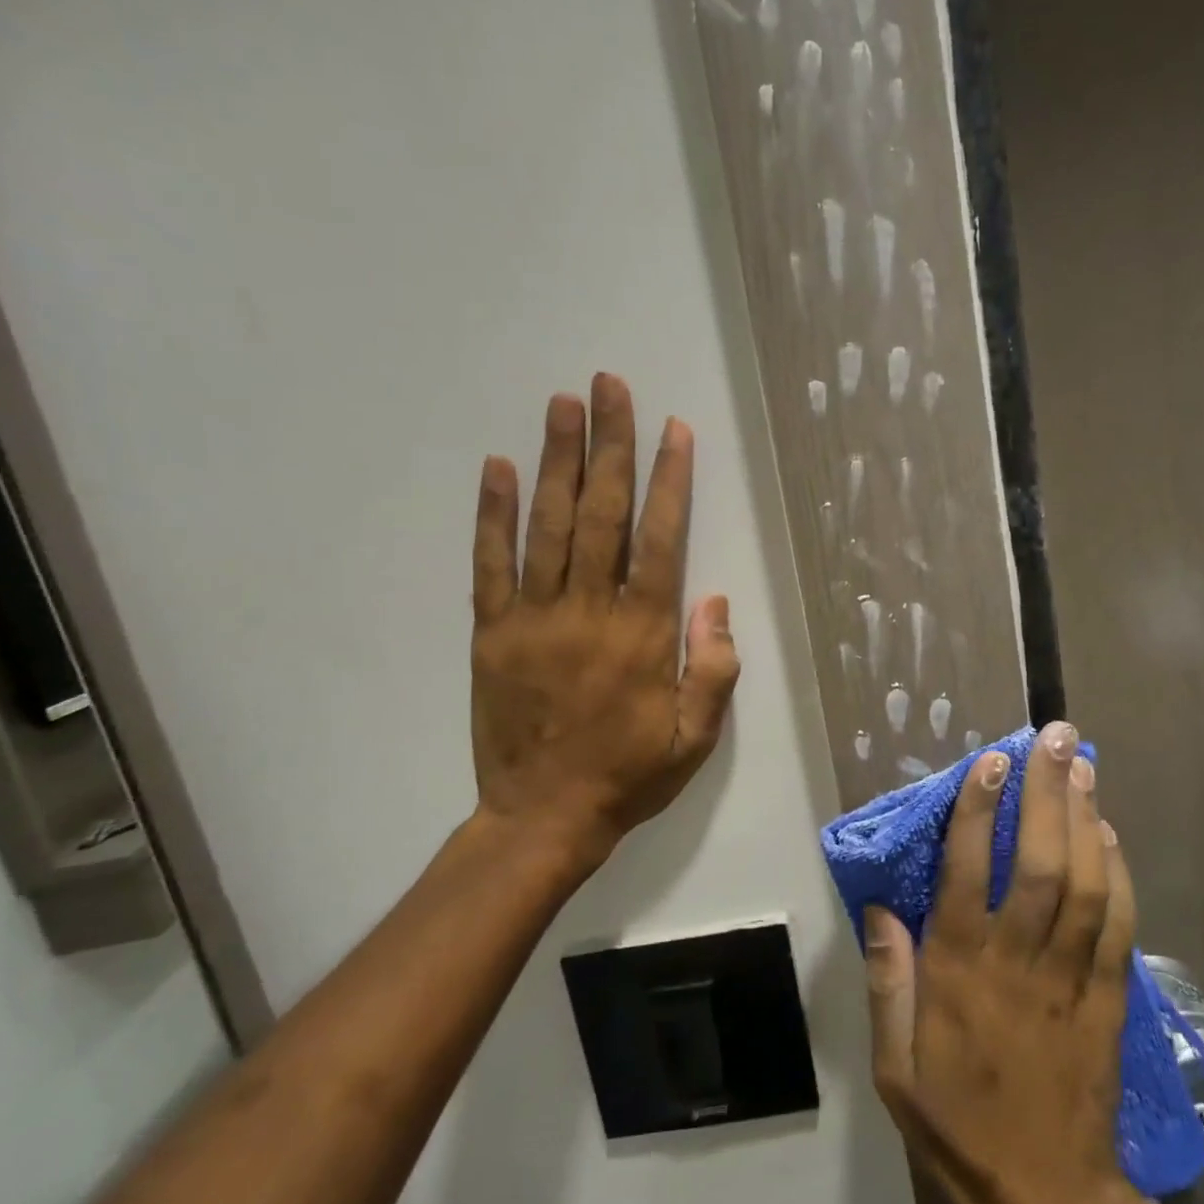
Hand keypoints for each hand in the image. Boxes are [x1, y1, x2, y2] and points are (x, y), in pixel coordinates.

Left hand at [466, 373, 740, 883]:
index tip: (673, 430)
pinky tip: (497, 467)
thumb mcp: (696, 738)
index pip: (660, 541)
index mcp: (643, 635)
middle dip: (610, 446)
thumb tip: (713, 600)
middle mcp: (589, 612)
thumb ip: (714, 668)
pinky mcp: (491, 633)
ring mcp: (534, 618)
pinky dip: (493, 514)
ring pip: (547, 526)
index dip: (670, 481)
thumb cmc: (629, 776)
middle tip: (609, 386)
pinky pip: (490, 564)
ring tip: (564, 405)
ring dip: (556, 461)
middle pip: (602, 515)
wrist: (544, 817)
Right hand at [864, 725, 1147, 1203]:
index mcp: (960, 969)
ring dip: (1085, 819)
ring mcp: (1071, 977)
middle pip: (1041, 862)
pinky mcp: (1108, 998)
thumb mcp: (894, 1063)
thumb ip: (886, 979)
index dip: (981, 809)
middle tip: (1054, 738)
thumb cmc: (957, 1121)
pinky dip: (1119, 874)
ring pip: (1086, 883)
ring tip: (1081, 766)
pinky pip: (1119, 925)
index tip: (990, 761)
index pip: (969, 870)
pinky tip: (1110, 834)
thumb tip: (879, 906)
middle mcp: (1018, 960)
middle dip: (1047, 793)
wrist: (1048, 1197)